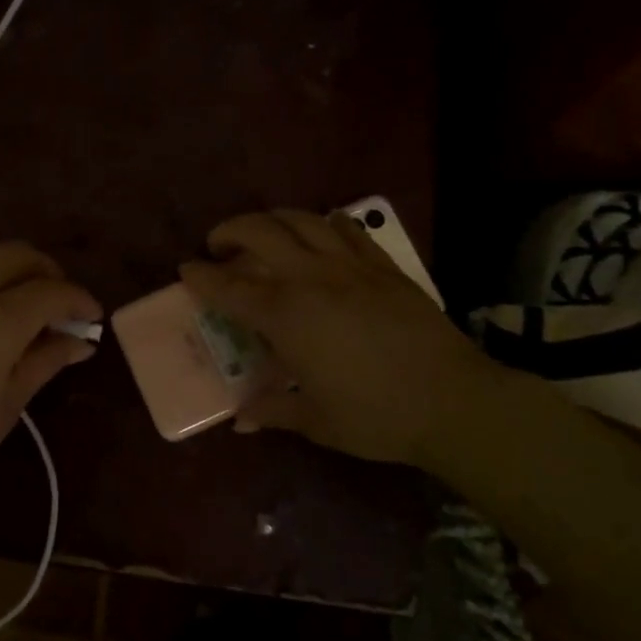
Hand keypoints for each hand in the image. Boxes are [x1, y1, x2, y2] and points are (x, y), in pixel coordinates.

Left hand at [0, 243, 100, 535]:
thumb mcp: (7, 405)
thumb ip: (46, 360)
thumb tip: (81, 340)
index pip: (52, 291)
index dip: (79, 300)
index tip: (90, 316)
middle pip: (17, 255)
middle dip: (46, 273)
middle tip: (54, 304)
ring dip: (2, 271)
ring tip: (6, 304)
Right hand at [180, 209, 503, 471]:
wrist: (454, 401)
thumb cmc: (376, 416)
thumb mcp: (316, 420)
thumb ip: (273, 410)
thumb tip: (241, 419)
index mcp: (286, 316)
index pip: (229, 286)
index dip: (201, 276)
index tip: (185, 270)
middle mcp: (310, 278)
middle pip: (260, 231)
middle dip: (230, 230)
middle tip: (219, 246)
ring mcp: (349, 266)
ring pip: (301, 219)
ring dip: (272, 219)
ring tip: (264, 233)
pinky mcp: (383, 265)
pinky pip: (346, 228)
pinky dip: (323, 222)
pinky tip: (320, 230)